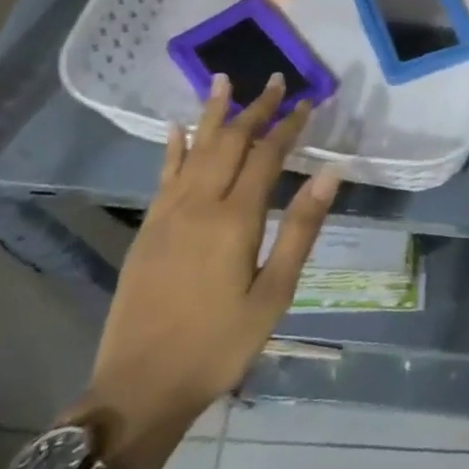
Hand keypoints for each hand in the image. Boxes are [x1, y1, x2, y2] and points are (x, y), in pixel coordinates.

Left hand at [77, 75, 340, 467]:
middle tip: (275, 80)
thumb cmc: (219, 345)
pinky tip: (176, 128)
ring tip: (223, 80)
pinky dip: (173, 147)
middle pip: (229, 142)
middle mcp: (198, 205)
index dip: (288, 126)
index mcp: (234, 219)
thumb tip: (330, 175)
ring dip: (213, 113)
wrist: (139, 388)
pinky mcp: (148, 229)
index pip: (266, 156)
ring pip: (194, 149)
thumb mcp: (274, 294)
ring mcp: (167, 215)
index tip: (307, 101)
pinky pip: (164, 175)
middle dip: (254, 108)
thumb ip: (300, 230)